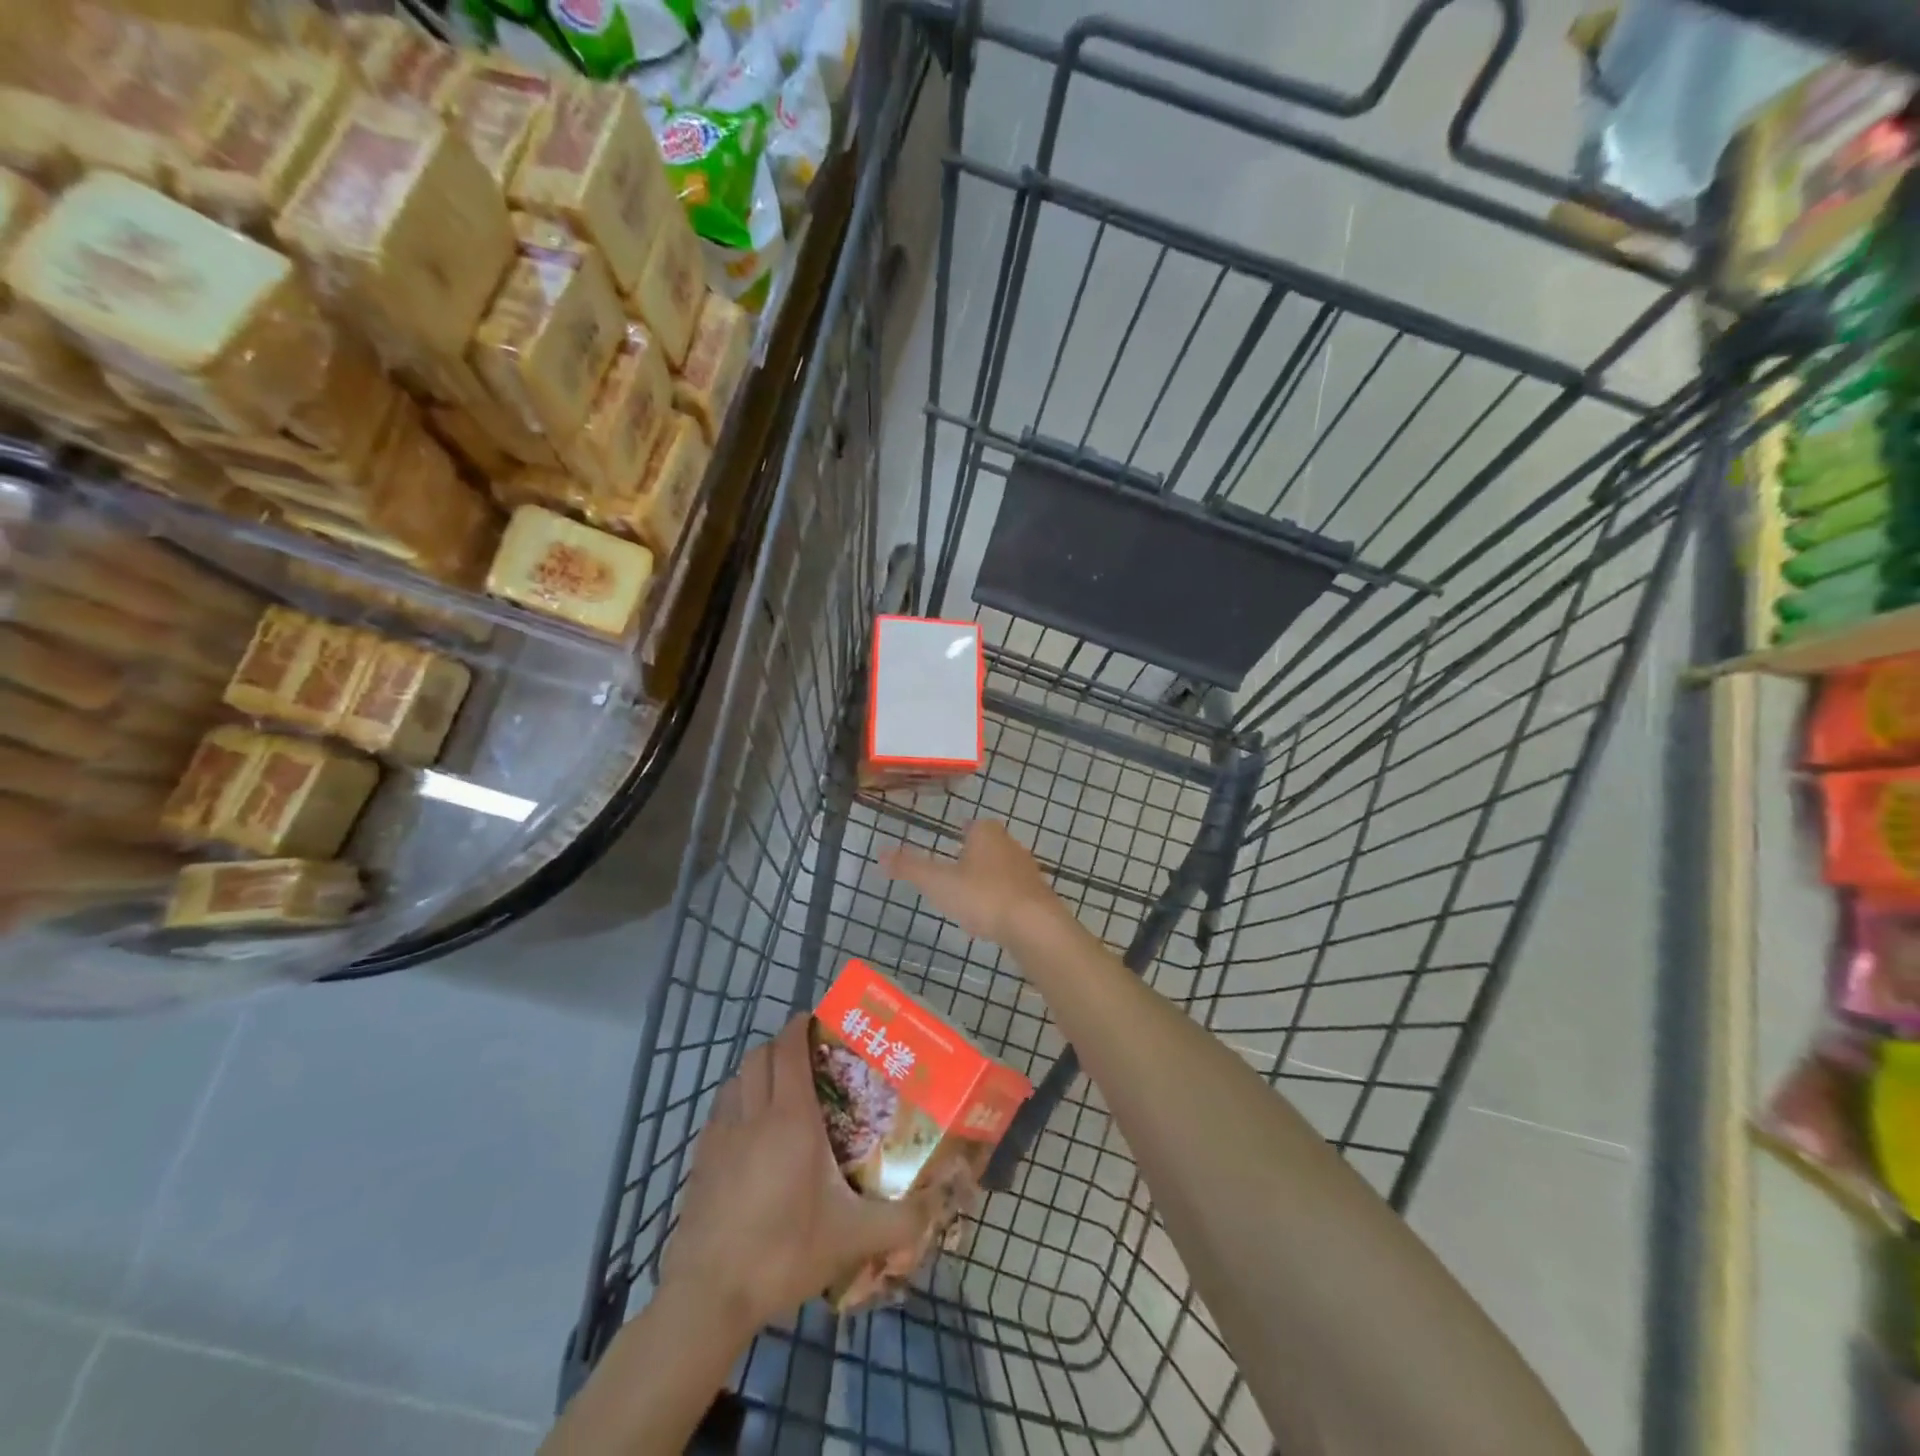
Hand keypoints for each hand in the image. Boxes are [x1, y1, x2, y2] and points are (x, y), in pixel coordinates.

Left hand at [662, 1016, 944, 1329]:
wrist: (709, 1297)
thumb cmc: (783, 1253)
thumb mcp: (852, 1239)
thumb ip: (900, 1220)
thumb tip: (940, 1206)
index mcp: (790, 1119)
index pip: (788, 1049)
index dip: (800, 1027)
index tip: (818, 1022)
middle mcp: (752, 1115)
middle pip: (759, 1056)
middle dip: (781, 1046)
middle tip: (808, 1058)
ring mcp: (720, 1137)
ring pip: (736, 1079)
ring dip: (756, 1073)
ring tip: (779, 1090)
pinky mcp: (700, 1161)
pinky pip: (720, 1110)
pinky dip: (736, 1102)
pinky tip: (750, 1133)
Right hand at [881, 820, 1061, 945]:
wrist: (1035, 926)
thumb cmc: (983, 896)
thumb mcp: (939, 882)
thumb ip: (910, 867)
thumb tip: (880, 853)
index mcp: (987, 833)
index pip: (973, 824)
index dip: (961, 833)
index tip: (949, 847)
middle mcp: (1011, 845)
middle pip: (989, 846)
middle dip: (974, 857)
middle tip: (954, 874)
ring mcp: (1028, 871)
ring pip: (1002, 870)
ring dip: (988, 881)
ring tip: (969, 900)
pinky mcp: (1039, 897)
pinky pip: (1014, 894)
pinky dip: (1001, 902)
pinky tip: (991, 920)